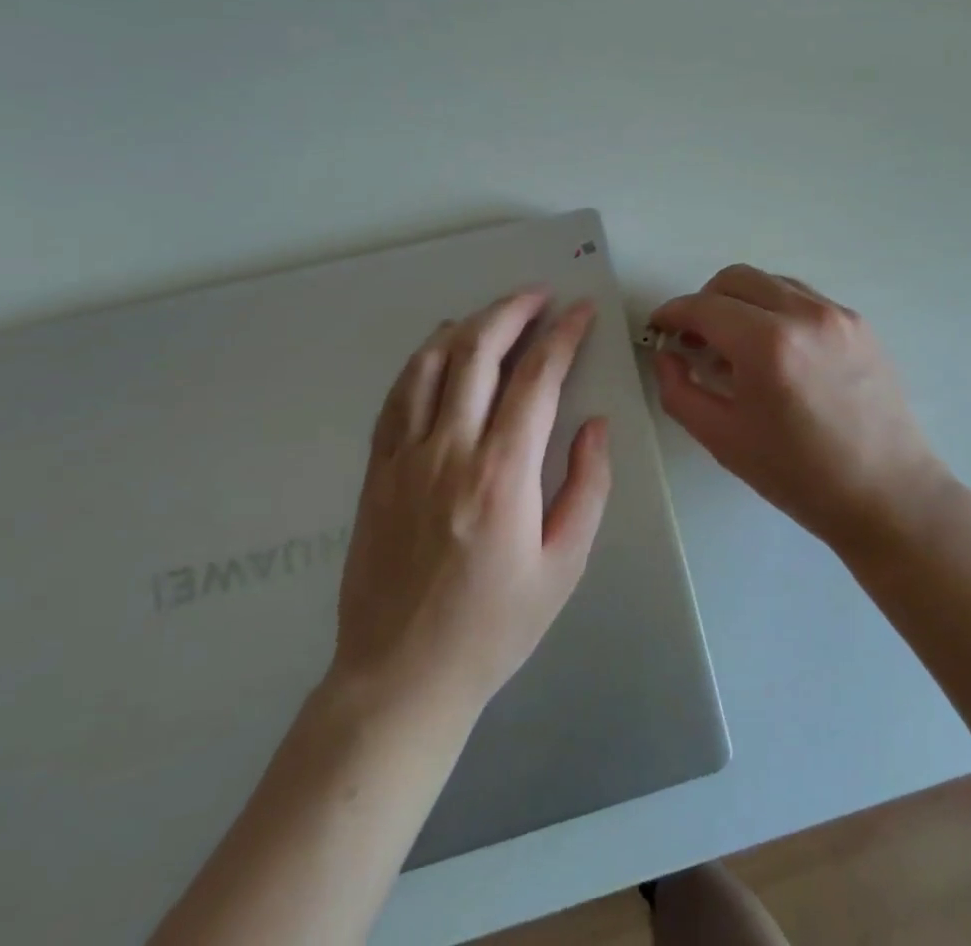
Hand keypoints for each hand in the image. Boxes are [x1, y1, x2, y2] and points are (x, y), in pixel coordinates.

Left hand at [328, 288, 611, 718]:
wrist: (401, 676)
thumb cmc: (494, 626)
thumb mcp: (564, 566)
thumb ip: (587, 487)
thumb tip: (593, 425)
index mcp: (503, 473)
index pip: (537, 378)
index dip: (563, 335)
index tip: (580, 311)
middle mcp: (450, 449)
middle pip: (479, 352)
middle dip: (513, 311)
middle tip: (539, 294)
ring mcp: (405, 456)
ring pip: (432, 363)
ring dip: (468, 326)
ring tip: (495, 313)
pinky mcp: (377, 470)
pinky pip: (398, 396)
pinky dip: (423, 360)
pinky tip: (440, 350)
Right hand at [651, 265, 948, 547]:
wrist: (887, 495)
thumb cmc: (799, 476)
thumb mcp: (723, 440)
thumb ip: (680, 391)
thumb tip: (667, 355)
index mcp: (767, 345)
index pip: (704, 306)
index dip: (673, 313)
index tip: (660, 327)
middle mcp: (804, 314)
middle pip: (735, 279)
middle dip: (705, 301)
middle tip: (695, 339)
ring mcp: (837, 314)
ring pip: (770, 282)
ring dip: (741, 302)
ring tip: (735, 346)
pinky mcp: (858, 323)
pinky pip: (803, 298)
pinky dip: (776, 309)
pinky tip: (775, 351)